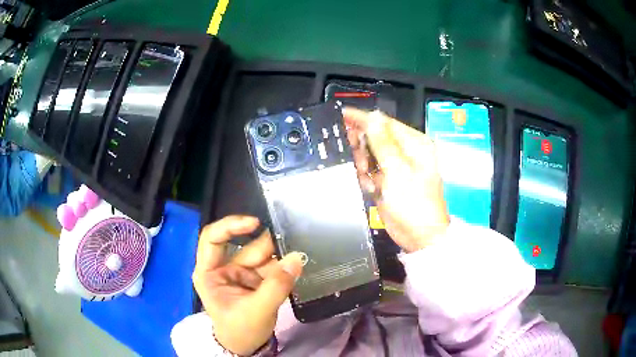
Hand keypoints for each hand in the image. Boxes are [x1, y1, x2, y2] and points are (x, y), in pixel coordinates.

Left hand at [193, 216, 303, 355]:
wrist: (246, 347)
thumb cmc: (240, 330)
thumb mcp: (257, 311)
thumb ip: (276, 286)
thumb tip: (296, 258)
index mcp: (209, 273)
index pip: (212, 238)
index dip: (231, 226)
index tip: (254, 223)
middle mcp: (223, 268)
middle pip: (244, 247)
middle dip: (267, 247)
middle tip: (292, 241)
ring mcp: (240, 274)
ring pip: (262, 256)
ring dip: (279, 256)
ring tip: (298, 255)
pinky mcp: (255, 280)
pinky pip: (271, 267)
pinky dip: (284, 267)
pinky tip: (295, 266)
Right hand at [343, 108, 449, 252]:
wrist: (419, 237)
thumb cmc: (413, 203)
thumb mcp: (398, 171)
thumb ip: (383, 143)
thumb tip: (373, 116)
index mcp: (415, 144)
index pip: (385, 123)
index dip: (363, 118)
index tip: (341, 114)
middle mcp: (406, 152)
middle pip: (376, 137)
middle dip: (363, 146)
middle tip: (355, 156)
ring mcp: (396, 167)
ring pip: (370, 155)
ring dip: (364, 164)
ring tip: (367, 177)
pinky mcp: (388, 181)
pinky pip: (370, 171)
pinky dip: (367, 178)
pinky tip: (371, 188)